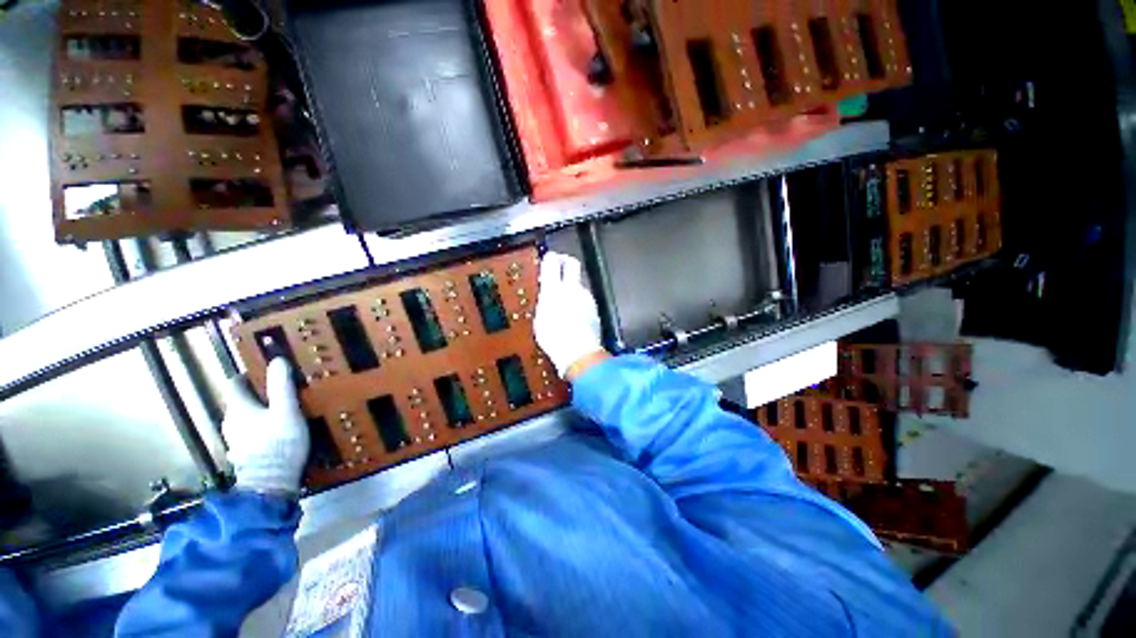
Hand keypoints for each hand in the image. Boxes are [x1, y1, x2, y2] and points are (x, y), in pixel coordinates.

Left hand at [221, 358, 309, 494]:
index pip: (234, 384)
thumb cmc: (279, 443)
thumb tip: (278, 360)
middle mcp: (229, 422)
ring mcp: (234, 441)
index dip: (247, 376)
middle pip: (239, 402)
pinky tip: (274, 435)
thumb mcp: (286, 411)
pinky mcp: (242, 455)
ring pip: (243, 420)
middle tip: (279, 394)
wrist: (270, 484)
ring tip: (280, 414)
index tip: (265, 373)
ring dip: (257, 414)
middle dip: (256, 396)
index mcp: (238, 409)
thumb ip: (281, 386)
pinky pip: (248, 435)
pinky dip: (258, 430)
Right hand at [535, 252, 606, 378]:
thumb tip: (548, 298)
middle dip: (566, 261)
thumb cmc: (555, 339)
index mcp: (553, 290)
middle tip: (561, 264)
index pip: (552, 262)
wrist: (579, 352)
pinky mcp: (595, 309)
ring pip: (579, 285)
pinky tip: (575, 315)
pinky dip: (580, 303)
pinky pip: (585, 300)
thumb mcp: (540, 320)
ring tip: (565, 302)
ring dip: (573, 288)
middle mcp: (572, 289)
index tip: (549, 257)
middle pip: (572, 264)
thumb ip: (545, 303)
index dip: (551, 257)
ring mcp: (586, 298)